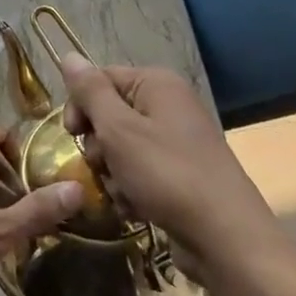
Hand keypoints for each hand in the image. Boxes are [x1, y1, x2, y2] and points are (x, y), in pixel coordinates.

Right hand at [58, 57, 295, 295]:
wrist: (226, 239)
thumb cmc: (167, 175)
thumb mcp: (119, 129)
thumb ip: (90, 92)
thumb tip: (69, 55)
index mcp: (157, 84)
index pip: (100, 78)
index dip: (80, 104)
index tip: (72, 135)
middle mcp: (168, 106)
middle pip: (109, 114)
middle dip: (98, 145)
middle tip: (103, 165)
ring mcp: (176, 142)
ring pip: (120, 148)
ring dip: (112, 173)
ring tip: (123, 193)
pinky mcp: (178, 175)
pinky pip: (139, 173)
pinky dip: (131, 190)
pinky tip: (136, 209)